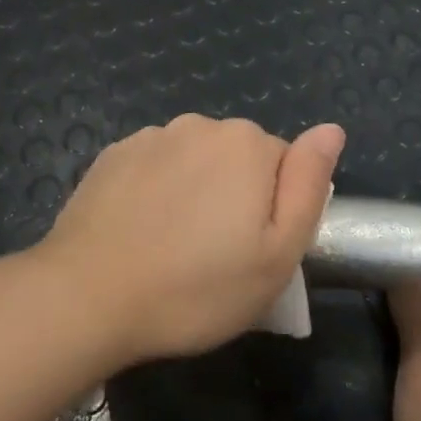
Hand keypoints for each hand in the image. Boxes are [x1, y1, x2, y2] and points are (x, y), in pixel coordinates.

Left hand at [33, 114, 344, 365]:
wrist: (89, 295)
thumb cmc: (196, 287)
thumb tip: (331, 130)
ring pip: (194, 161)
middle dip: (235, 195)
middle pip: (237, 158)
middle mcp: (201, 125)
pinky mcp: (113, 154)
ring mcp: (152, 136)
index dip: (274, 210)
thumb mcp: (277, 254)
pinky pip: (153, 166)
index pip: (284, 165)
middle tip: (214, 255)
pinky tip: (139, 231)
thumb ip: (309, 185)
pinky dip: (155, 190)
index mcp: (248, 144)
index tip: (251, 250)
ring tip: (173, 247)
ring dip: (194, 191)